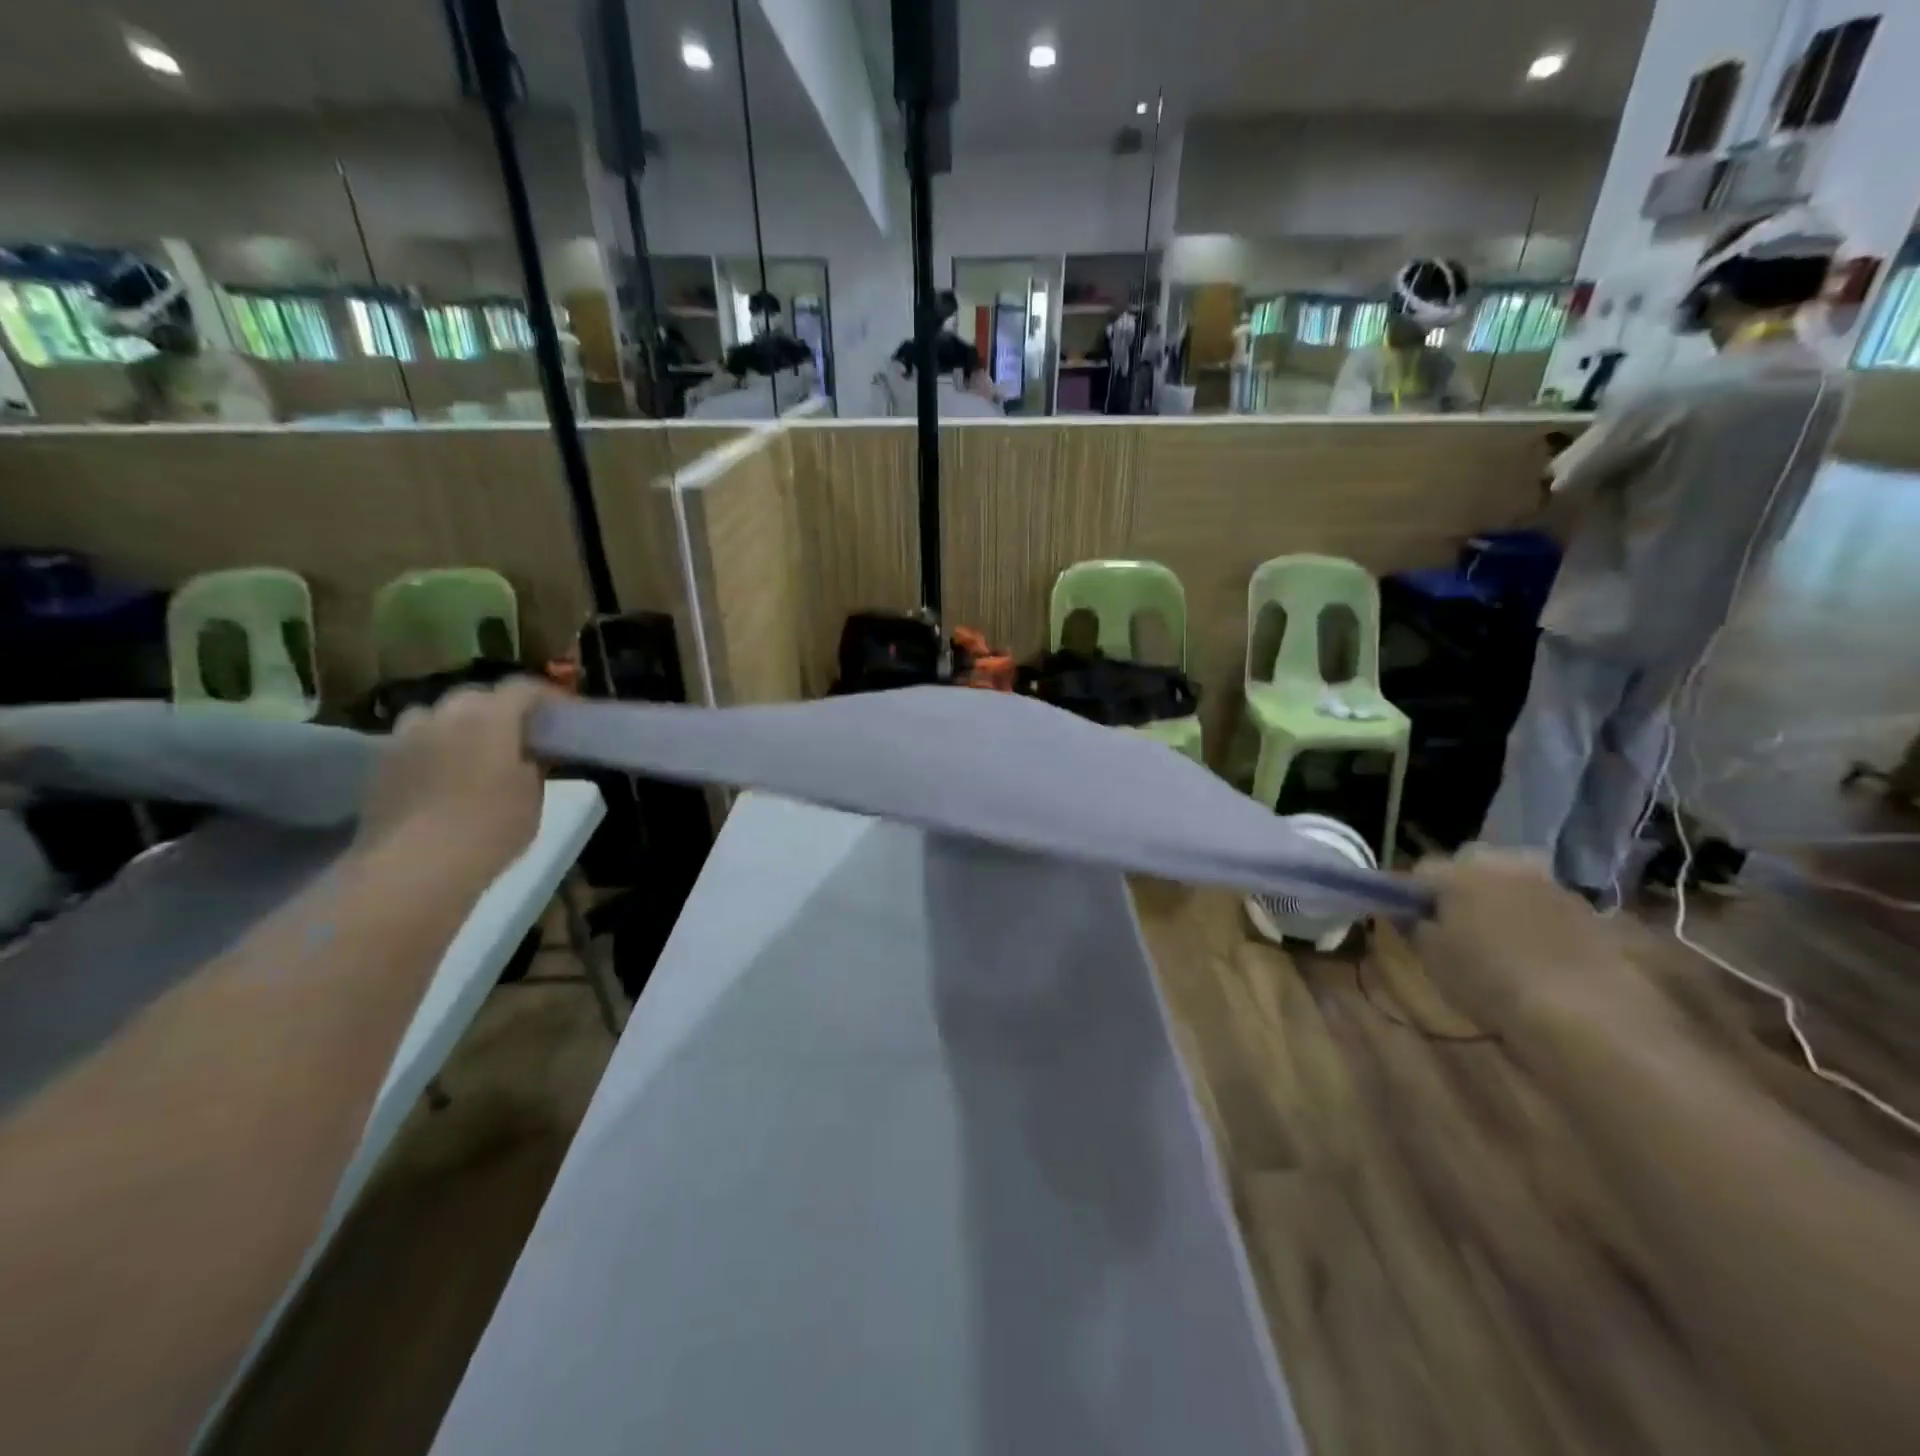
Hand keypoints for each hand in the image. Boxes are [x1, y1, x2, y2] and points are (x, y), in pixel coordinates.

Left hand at [356, 678, 547, 877]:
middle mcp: (445, 714)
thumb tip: (529, 754)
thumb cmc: (491, 827)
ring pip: (438, 716)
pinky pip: (414, 743)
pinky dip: (432, 750)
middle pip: (477, 697)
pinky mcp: (380, 764)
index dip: (547, 696)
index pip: (523, 688)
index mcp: (491, 716)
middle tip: (519, 735)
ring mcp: (406, 737)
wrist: (415, 866)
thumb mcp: (533, 797)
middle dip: (500, 709)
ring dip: (458, 725)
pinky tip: (443, 777)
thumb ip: (533, 765)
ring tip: (474, 753)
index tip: (562, 713)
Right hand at [1411, 848, 1672, 1051]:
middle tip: (1457, 926)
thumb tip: (1413, 913)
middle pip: (1471, 865)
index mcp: (1460, 871)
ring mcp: (1552, 885)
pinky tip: (1538, 954)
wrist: (1584, 1015)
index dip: (1413, 894)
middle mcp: (1505, 865)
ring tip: (1500, 942)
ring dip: (1502, 902)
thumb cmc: (1490, 981)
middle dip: (1461, 887)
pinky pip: (1547, 907)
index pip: (1422, 869)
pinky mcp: (1591, 912)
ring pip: (1512, 883)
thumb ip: (1416, 926)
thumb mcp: (1432, 957)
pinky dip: (1538, 922)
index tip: (1413, 920)